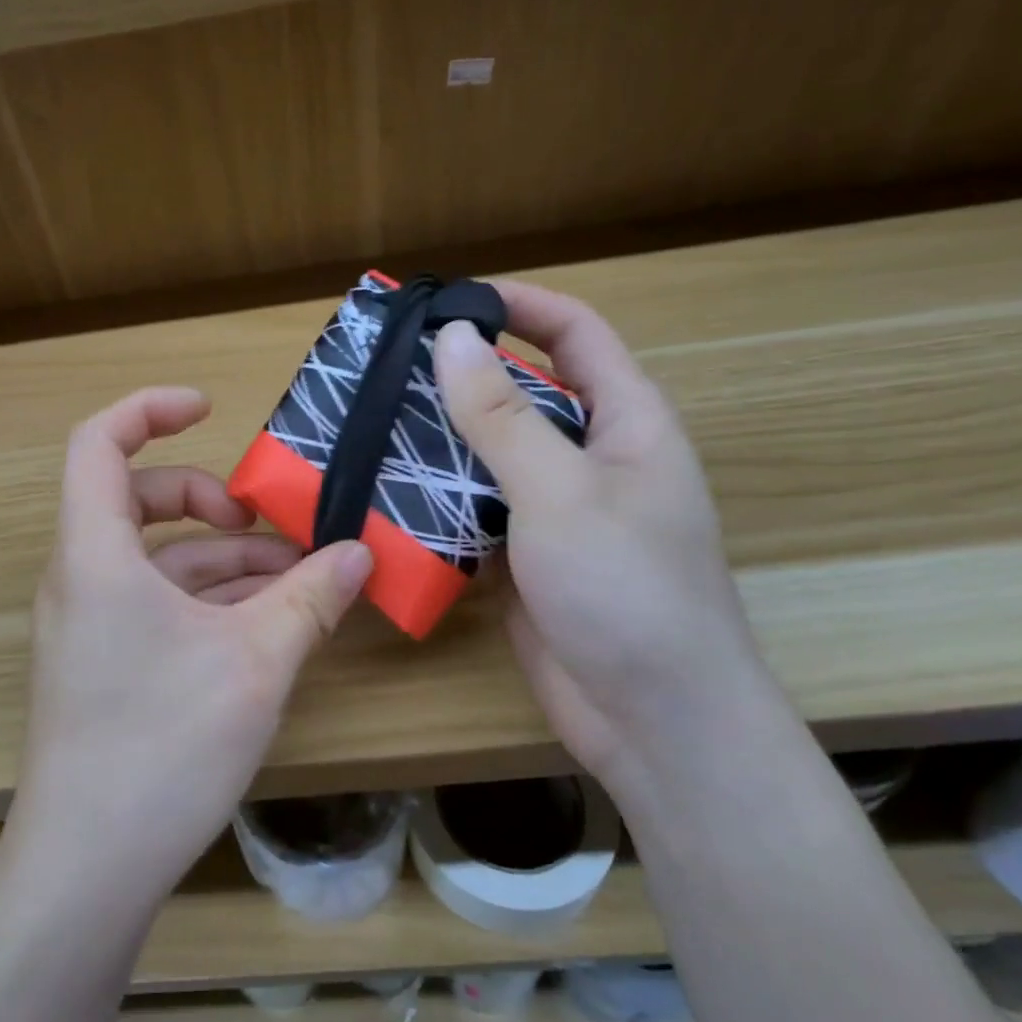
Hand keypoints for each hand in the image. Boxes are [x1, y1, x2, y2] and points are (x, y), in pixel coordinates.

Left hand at [0, 387, 373, 918]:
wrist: (87, 872)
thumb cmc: (163, 747)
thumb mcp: (256, 662)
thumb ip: (310, 598)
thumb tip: (361, 553)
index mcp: (94, 554)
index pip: (97, 443)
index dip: (149, 409)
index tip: (209, 408)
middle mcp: (79, 579)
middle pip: (135, 500)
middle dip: (206, 500)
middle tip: (268, 528)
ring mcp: (86, 626)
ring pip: (154, 561)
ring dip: (222, 561)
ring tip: (294, 584)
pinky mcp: (101, 667)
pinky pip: (154, 606)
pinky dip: (206, 601)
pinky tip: (264, 627)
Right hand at [433, 285, 777, 805]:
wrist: (652, 720)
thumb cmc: (626, 591)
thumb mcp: (561, 493)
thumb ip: (504, 417)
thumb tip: (453, 338)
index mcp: (627, 423)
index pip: (575, 335)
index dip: (519, 305)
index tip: (447, 301)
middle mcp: (591, 458)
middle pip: (523, 393)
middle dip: (460, 376)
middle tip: (384, 368)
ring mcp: (555, 510)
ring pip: (491, 454)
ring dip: (439, 440)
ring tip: (369, 424)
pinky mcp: (524, 555)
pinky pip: (474, 509)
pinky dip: (436, 498)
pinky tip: (384, 494)